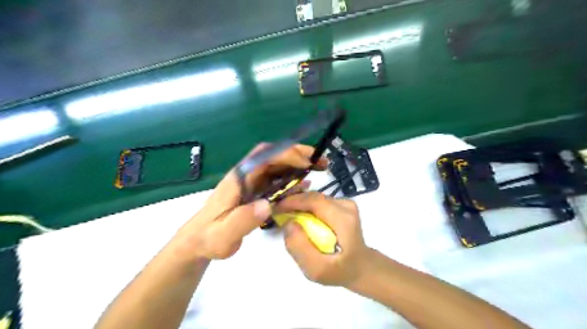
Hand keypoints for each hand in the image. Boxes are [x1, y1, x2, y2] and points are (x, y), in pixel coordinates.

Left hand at [174, 145, 329, 261]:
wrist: (199, 240)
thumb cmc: (209, 238)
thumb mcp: (222, 235)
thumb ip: (242, 220)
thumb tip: (267, 205)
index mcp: (238, 179)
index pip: (264, 157)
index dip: (286, 155)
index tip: (307, 164)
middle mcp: (247, 175)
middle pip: (274, 156)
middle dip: (298, 155)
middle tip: (321, 162)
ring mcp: (252, 182)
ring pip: (278, 166)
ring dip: (299, 164)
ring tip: (320, 168)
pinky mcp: (257, 190)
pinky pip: (277, 180)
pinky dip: (293, 178)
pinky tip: (305, 184)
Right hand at [276, 192, 367, 286]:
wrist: (359, 267)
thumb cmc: (338, 271)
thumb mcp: (316, 269)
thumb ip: (299, 246)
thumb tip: (288, 222)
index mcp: (343, 219)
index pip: (314, 201)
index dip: (292, 201)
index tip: (275, 208)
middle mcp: (346, 206)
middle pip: (313, 197)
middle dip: (293, 202)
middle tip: (277, 212)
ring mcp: (346, 203)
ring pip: (315, 198)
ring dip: (299, 205)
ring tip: (286, 215)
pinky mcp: (343, 205)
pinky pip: (319, 202)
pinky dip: (307, 207)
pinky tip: (300, 217)